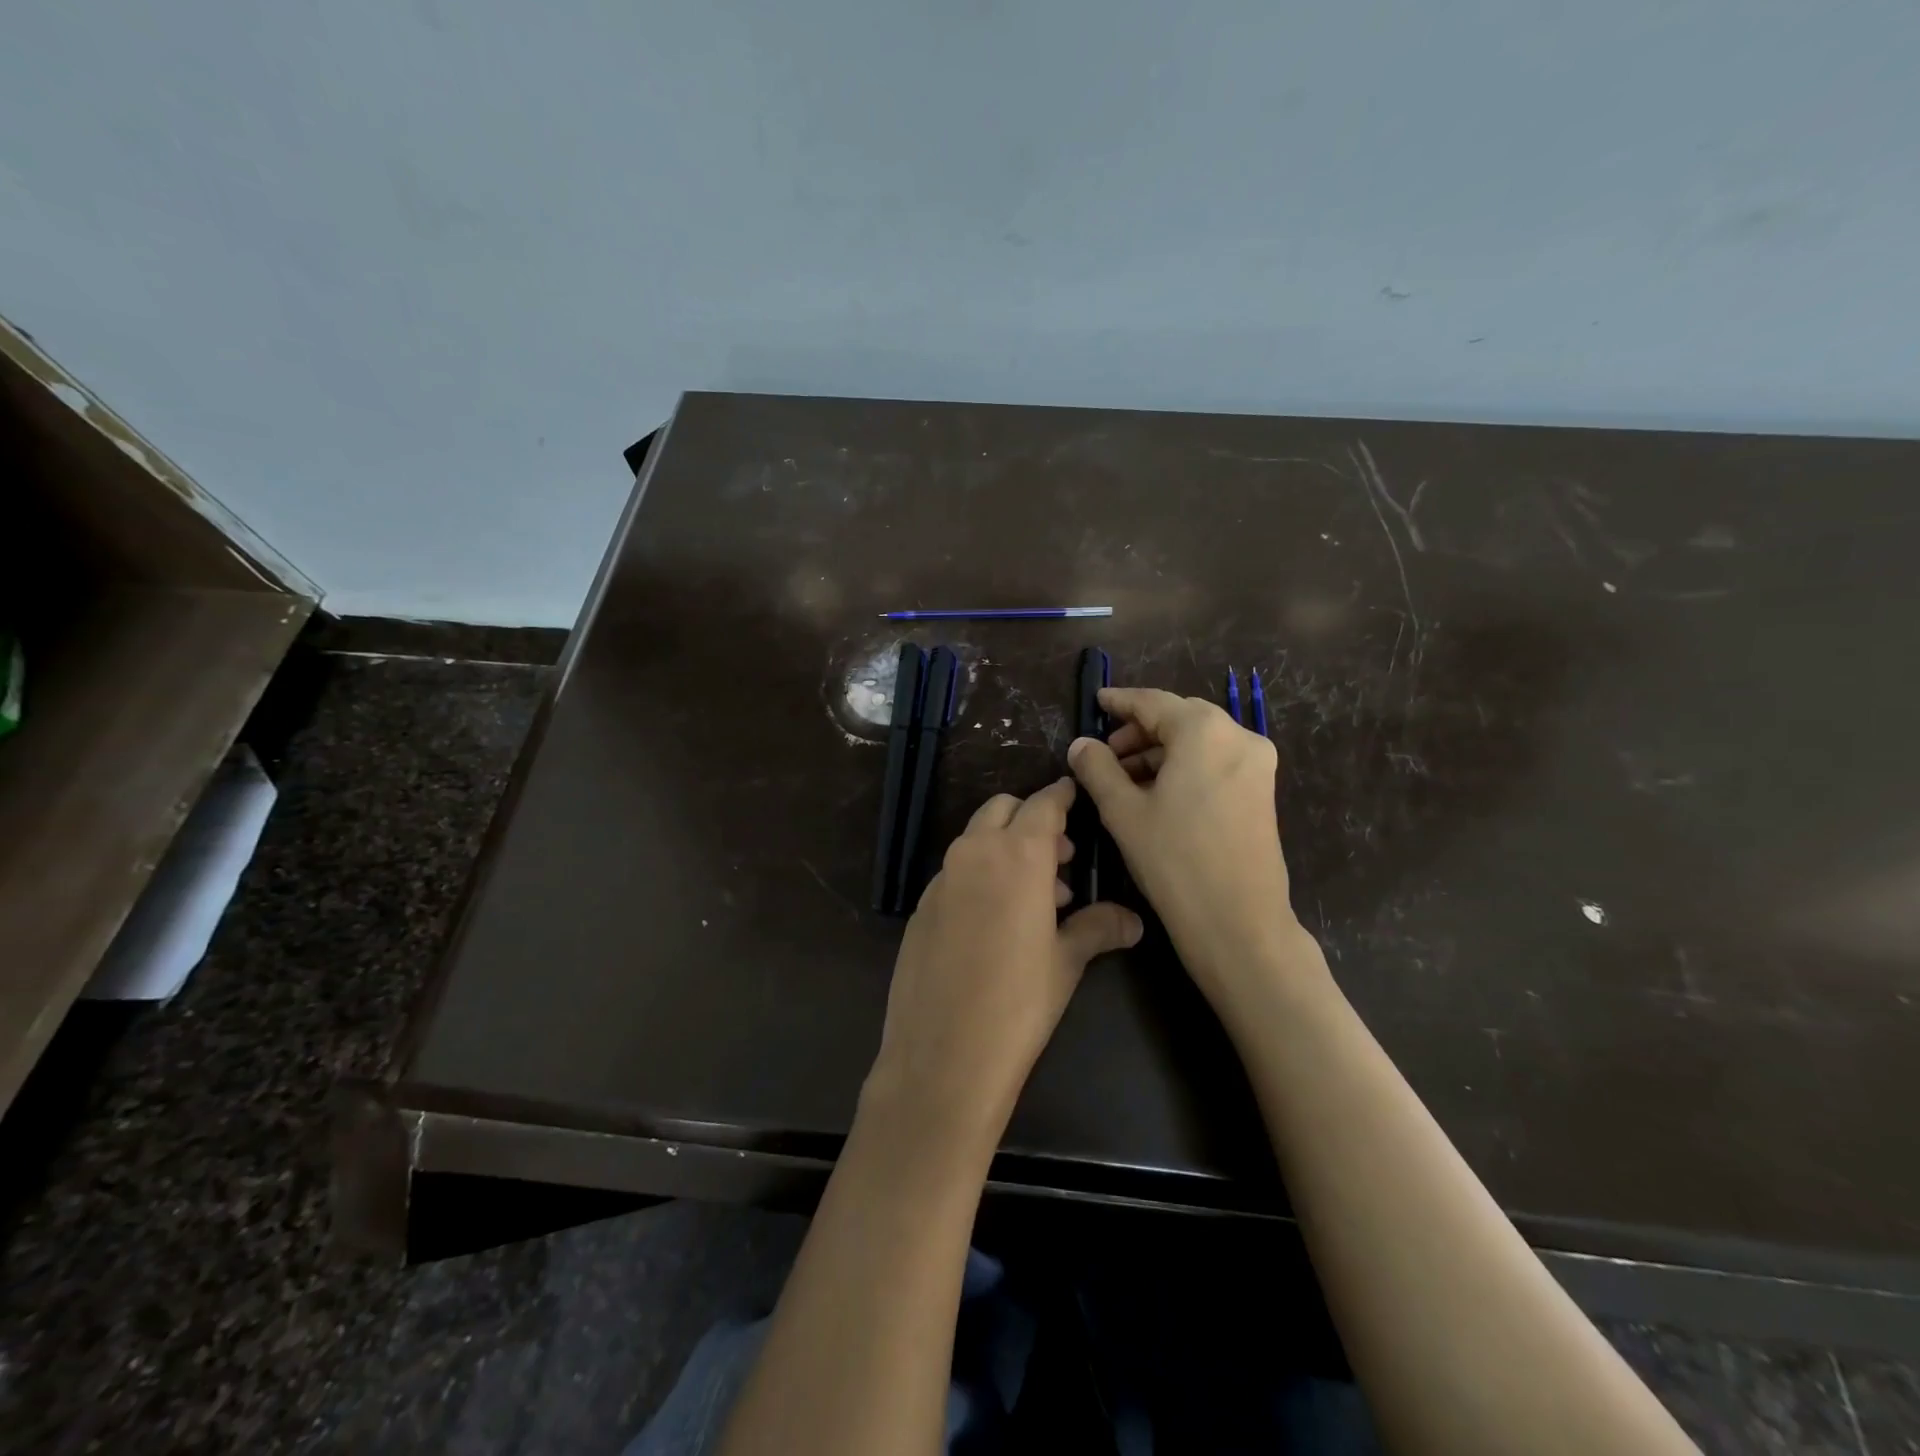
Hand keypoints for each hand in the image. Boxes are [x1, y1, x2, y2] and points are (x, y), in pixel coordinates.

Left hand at [863, 778, 1142, 1151]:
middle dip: (1031, 820)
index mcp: (1017, 856)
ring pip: (976, 839)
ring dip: (1006, 848)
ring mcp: (941, 879)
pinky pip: (956, 872)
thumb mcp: (1066, 962)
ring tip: (1037, 898)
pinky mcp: (921, 906)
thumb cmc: (1018, 1003)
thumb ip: (1098, 928)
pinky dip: (980, 875)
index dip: (1061, 796)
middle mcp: (974, 854)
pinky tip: (995, 922)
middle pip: (1003, 810)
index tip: (1073, 793)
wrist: (942, 1054)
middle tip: (1060, 858)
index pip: (1043, 804)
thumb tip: (1133, 920)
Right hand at [1068, 687, 1312, 1004]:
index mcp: (1204, 731)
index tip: (1096, 702)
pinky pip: (1215, 761)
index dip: (1119, 701)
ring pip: (1198, 741)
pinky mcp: (1262, 790)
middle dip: (1139, 730)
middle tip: (1105, 753)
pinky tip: (1158, 793)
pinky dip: (1184, 767)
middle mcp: (1238, 736)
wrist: (1238, 922)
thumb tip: (1082, 744)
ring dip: (1160, 751)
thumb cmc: (1174, 860)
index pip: (1152, 702)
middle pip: (1179, 717)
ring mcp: (1257, 764)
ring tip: (1125, 779)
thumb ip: (1097, 768)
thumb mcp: (1123, 811)